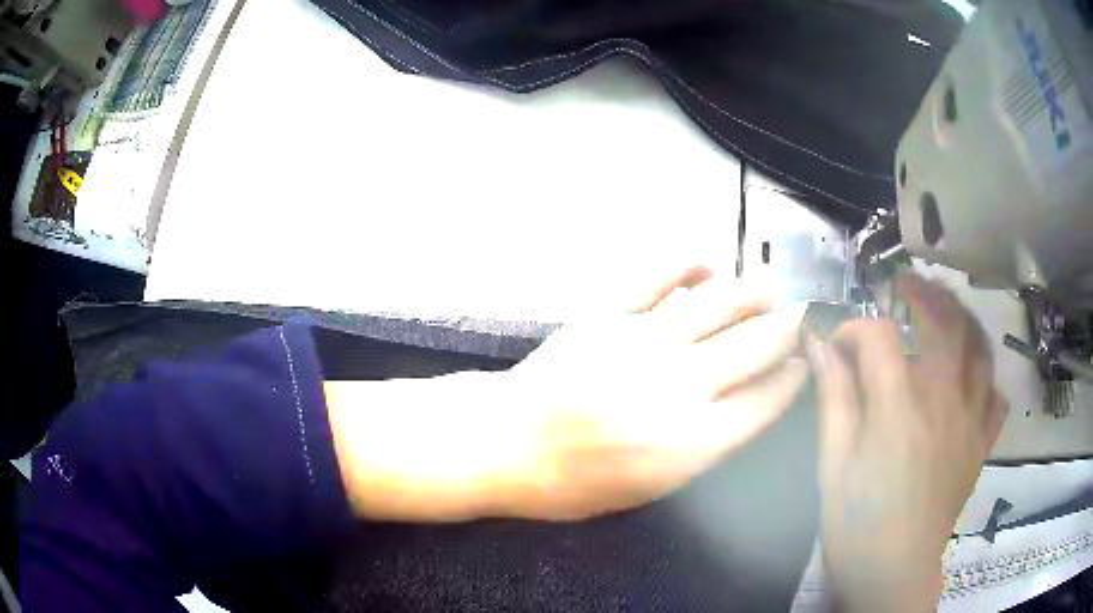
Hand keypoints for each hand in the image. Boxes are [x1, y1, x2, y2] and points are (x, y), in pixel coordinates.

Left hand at [325, 267, 808, 521]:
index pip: (765, 401)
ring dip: (752, 292)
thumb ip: (702, 447)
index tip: (804, 365)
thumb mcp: (649, 488)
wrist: (505, 445)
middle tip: (800, 318)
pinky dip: (686, 266)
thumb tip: (742, 404)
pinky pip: (657, 278)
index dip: (792, 380)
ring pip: (718, 303)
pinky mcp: (606, 315)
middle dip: (787, 329)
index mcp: (691, 443)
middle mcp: (678, 387)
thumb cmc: (573, 482)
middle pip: (755, 346)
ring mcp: (641, 343)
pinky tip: (704, 267)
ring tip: (769, 289)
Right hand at [807, 275, 1006, 610]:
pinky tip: (971, 377)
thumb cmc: (856, 524)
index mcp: (900, 405)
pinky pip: (995, 394)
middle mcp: (943, 398)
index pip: (879, 335)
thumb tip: (819, 344)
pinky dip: (985, 376)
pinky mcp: (981, 443)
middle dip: (918, 292)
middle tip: (901, 286)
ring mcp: (970, 418)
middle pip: (942, 319)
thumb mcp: (833, 464)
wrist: (894, 574)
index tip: (836, 343)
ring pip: (979, 345)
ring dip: (961, 317)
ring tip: (945, 309)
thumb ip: (833, 398)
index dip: (854, 327)